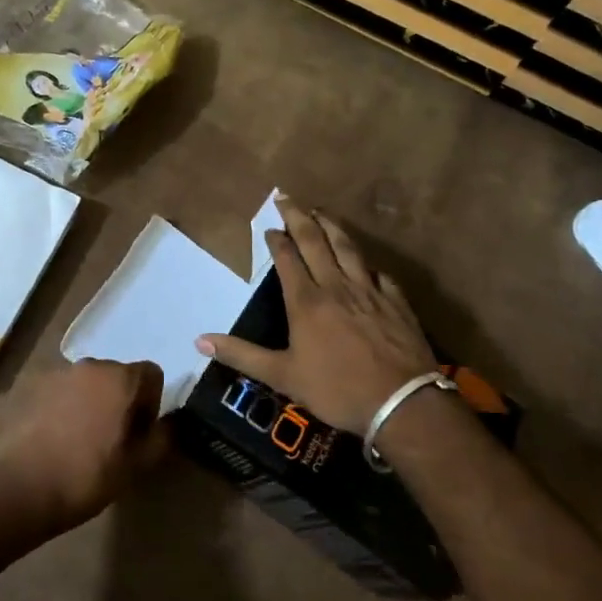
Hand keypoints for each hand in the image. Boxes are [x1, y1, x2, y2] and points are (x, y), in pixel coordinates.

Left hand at [0, 359, 169, 532]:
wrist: (19, 487)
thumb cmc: (86, 476)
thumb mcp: (135, 466)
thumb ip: (160, 438)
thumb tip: (169, 423)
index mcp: (120, 378)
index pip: (151, 374)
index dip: (152, 403)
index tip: (139, 433)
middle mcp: (90, 365)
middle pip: (118, 375)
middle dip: (121, 400)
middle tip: (113, 439)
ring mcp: (57, 373)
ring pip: (88, 382)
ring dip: (92, 402)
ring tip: (81, 440)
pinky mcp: (30, 386)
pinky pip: (61, 391)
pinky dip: (65, 406)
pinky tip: (56, 438)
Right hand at [196, 198, 435, 434]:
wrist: (402, 403)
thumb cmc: (337, 389)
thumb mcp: (283, 376)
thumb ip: (242, 355)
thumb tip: (199, 340)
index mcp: (306, 301)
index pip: (287, 258)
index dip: (276, 239)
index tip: (269, 226)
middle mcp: (335, 286)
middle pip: (315, 240)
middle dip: (298, 216)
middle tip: (286, 196)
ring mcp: (368, 290)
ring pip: (347, 248)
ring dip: (331, 226)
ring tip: (321, 211)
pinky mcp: (395, 301)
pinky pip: (378, 273)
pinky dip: (366, 264)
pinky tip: (364, 263)